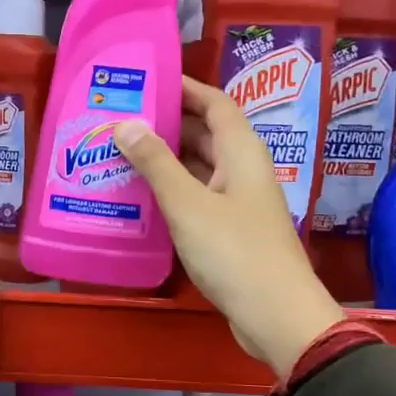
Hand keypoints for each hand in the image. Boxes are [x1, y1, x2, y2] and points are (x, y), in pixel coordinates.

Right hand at [114, 77, 342, 377]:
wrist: (275, 315)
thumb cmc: (234, 252)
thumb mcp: (187, 204)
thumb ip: (156, 163)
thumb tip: (126, 124)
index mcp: (241, 153)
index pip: (215, 104)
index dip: (185, 87)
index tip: (148, 80)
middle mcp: (243, 171)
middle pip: (205, 134)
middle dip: (167, 123)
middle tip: (121, 119)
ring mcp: (238, 203)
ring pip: (199, 168)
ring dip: (166, 160)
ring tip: (121, 153)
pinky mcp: (231, 232)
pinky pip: (197, 198)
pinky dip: (172, 191)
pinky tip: (141, 197)